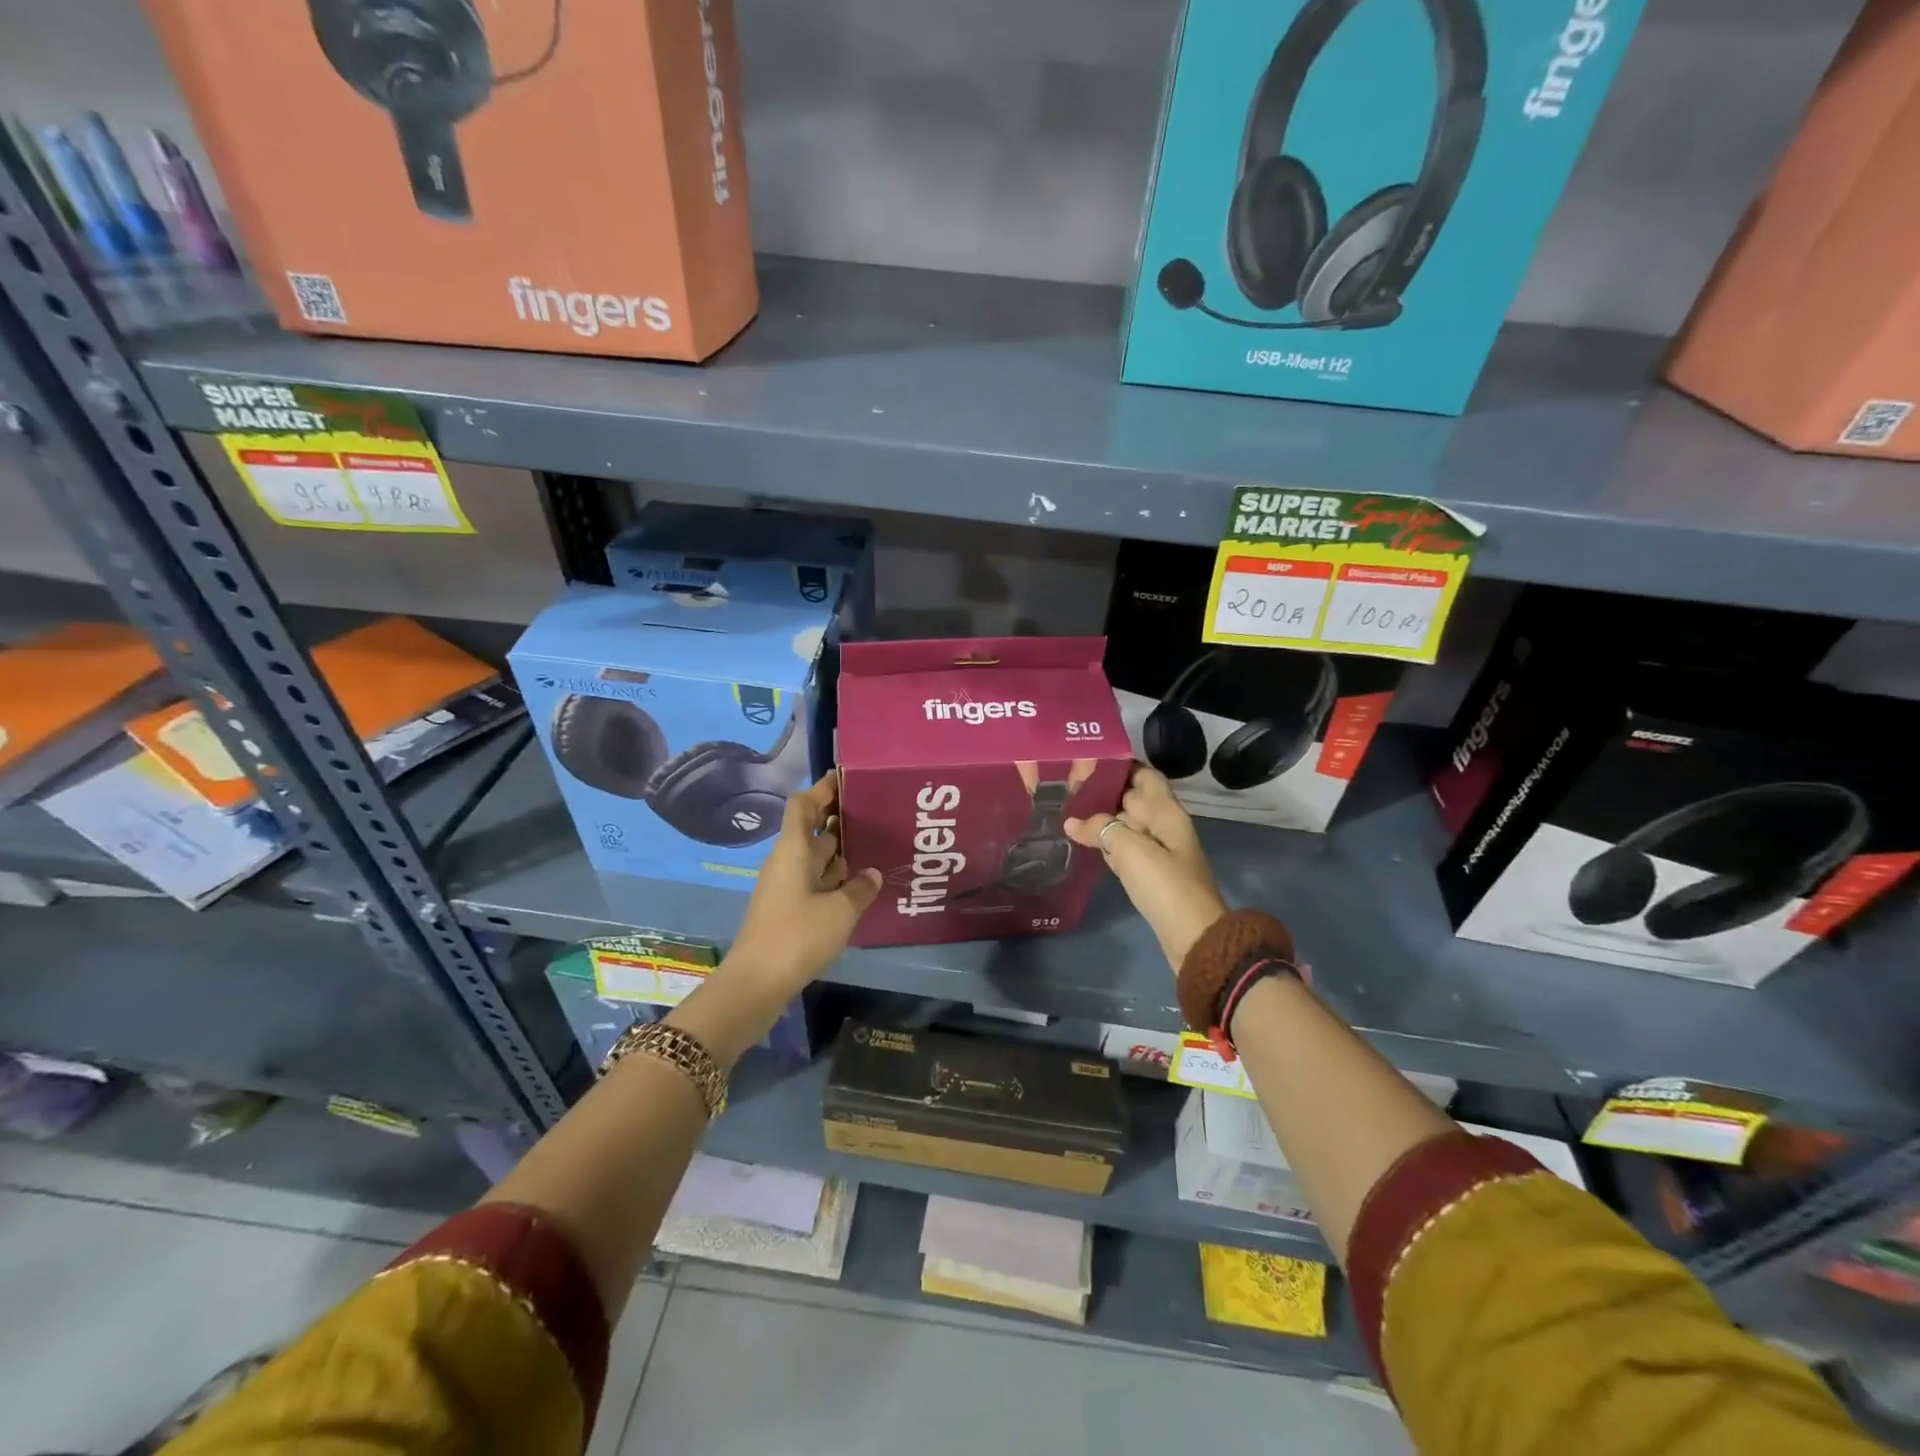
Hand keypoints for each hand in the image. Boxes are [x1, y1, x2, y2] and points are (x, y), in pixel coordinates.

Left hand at [726, 772, 881, 996]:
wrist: (757, 983)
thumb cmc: (797, 936)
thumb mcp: (840, 911)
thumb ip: (860, 888)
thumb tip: (873, 874)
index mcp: (793, 851)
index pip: (803, 805)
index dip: (823, 789)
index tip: (847, 778)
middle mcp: (787, 862)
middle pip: (812, 830)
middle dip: (839, 818)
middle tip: (874, 811)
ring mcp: (786, 887)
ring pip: (815, 858)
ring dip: (840, 850)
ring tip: (875, 843)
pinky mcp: (788, 910)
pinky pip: (815, 882)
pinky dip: (835, 877)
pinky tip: (860, 883)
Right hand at [1066, 765, 1227, 973]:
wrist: (1193, 937)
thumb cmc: (1166, 886)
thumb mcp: (1131, 850)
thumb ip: (1101, 829)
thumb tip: (1072, 822)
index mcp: (1166, 812)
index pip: (1144, 775)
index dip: (1119, 764)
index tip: (1086, 760)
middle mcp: (1163, 826)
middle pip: (1132, 798)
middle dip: (1103, 790)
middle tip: (1065, 785)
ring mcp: (1157, 851)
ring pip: (1126, 824)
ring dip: (1101, 817)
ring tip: (1066, 808)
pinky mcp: (1149, 874)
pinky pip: (1124, 848)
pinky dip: (1106, 842)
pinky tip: (1082, 841)